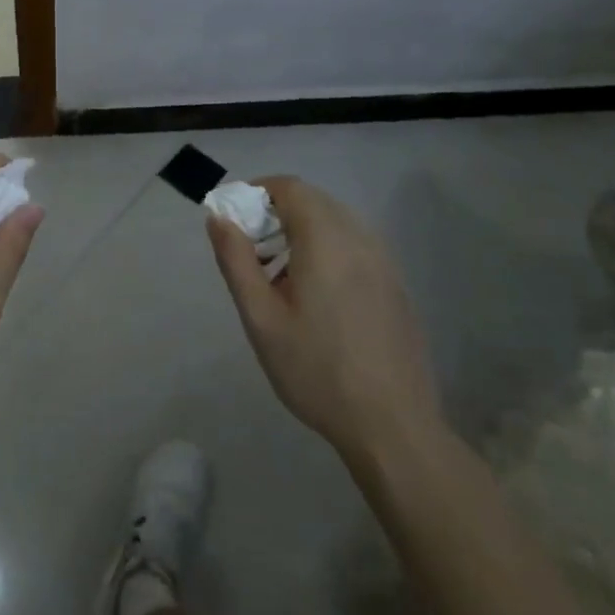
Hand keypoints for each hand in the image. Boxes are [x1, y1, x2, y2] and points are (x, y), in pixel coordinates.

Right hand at [208, 176, 444, 464]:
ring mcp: (384, 262)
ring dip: (303, 231)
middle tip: (251, 250)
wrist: (393, 427)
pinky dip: (328, 249)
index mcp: (325, 240)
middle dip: (277, 212)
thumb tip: (219, 218)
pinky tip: (316, 297)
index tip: (235, 219)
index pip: (290, 187)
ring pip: (336, 222)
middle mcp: (359, 239)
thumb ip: (236, 261)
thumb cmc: (317, 370)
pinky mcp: (395, 285)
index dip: (257, 191)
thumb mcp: (261, 319)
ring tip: (280, 277)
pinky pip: (355, 246)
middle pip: (313, 201)